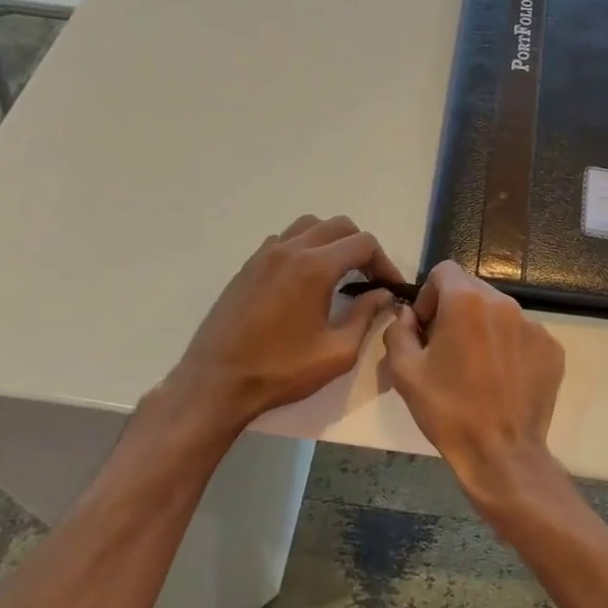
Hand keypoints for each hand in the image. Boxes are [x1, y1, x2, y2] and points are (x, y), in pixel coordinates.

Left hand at [168, 215, 402, 432]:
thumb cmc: (280, 371)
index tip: (391, 287)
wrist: (216, 381)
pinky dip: (305, 248)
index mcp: (314, 268)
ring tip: (341, 273)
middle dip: (362, 248)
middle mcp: (290, 250)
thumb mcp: (336, 352)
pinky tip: (307, 280)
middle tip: (371, 279)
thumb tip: (382, 295)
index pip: (363, 243)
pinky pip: (285, 240)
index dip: (385, 262)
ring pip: (309, 226)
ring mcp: (264, 255)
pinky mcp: (248, 266)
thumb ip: (365, 316)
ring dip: (332, 242)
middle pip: (339, 226)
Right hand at [383, 262, 565, 509]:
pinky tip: (501, 380)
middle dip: (455, 311)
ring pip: (500, 313)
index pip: (444, 271)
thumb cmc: (447, 410)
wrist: (501, 453)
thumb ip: (399, 330)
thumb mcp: (404, 371)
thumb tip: (409, 315)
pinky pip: (523, 335)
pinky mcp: (552, 349)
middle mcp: (505, 304)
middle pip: (473, 290)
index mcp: (467, 302)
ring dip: (483, 329)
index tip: (426, 328)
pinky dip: (509, 348)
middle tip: (446, 349)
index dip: (428, 296)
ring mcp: (534, 326)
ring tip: (476, 368)